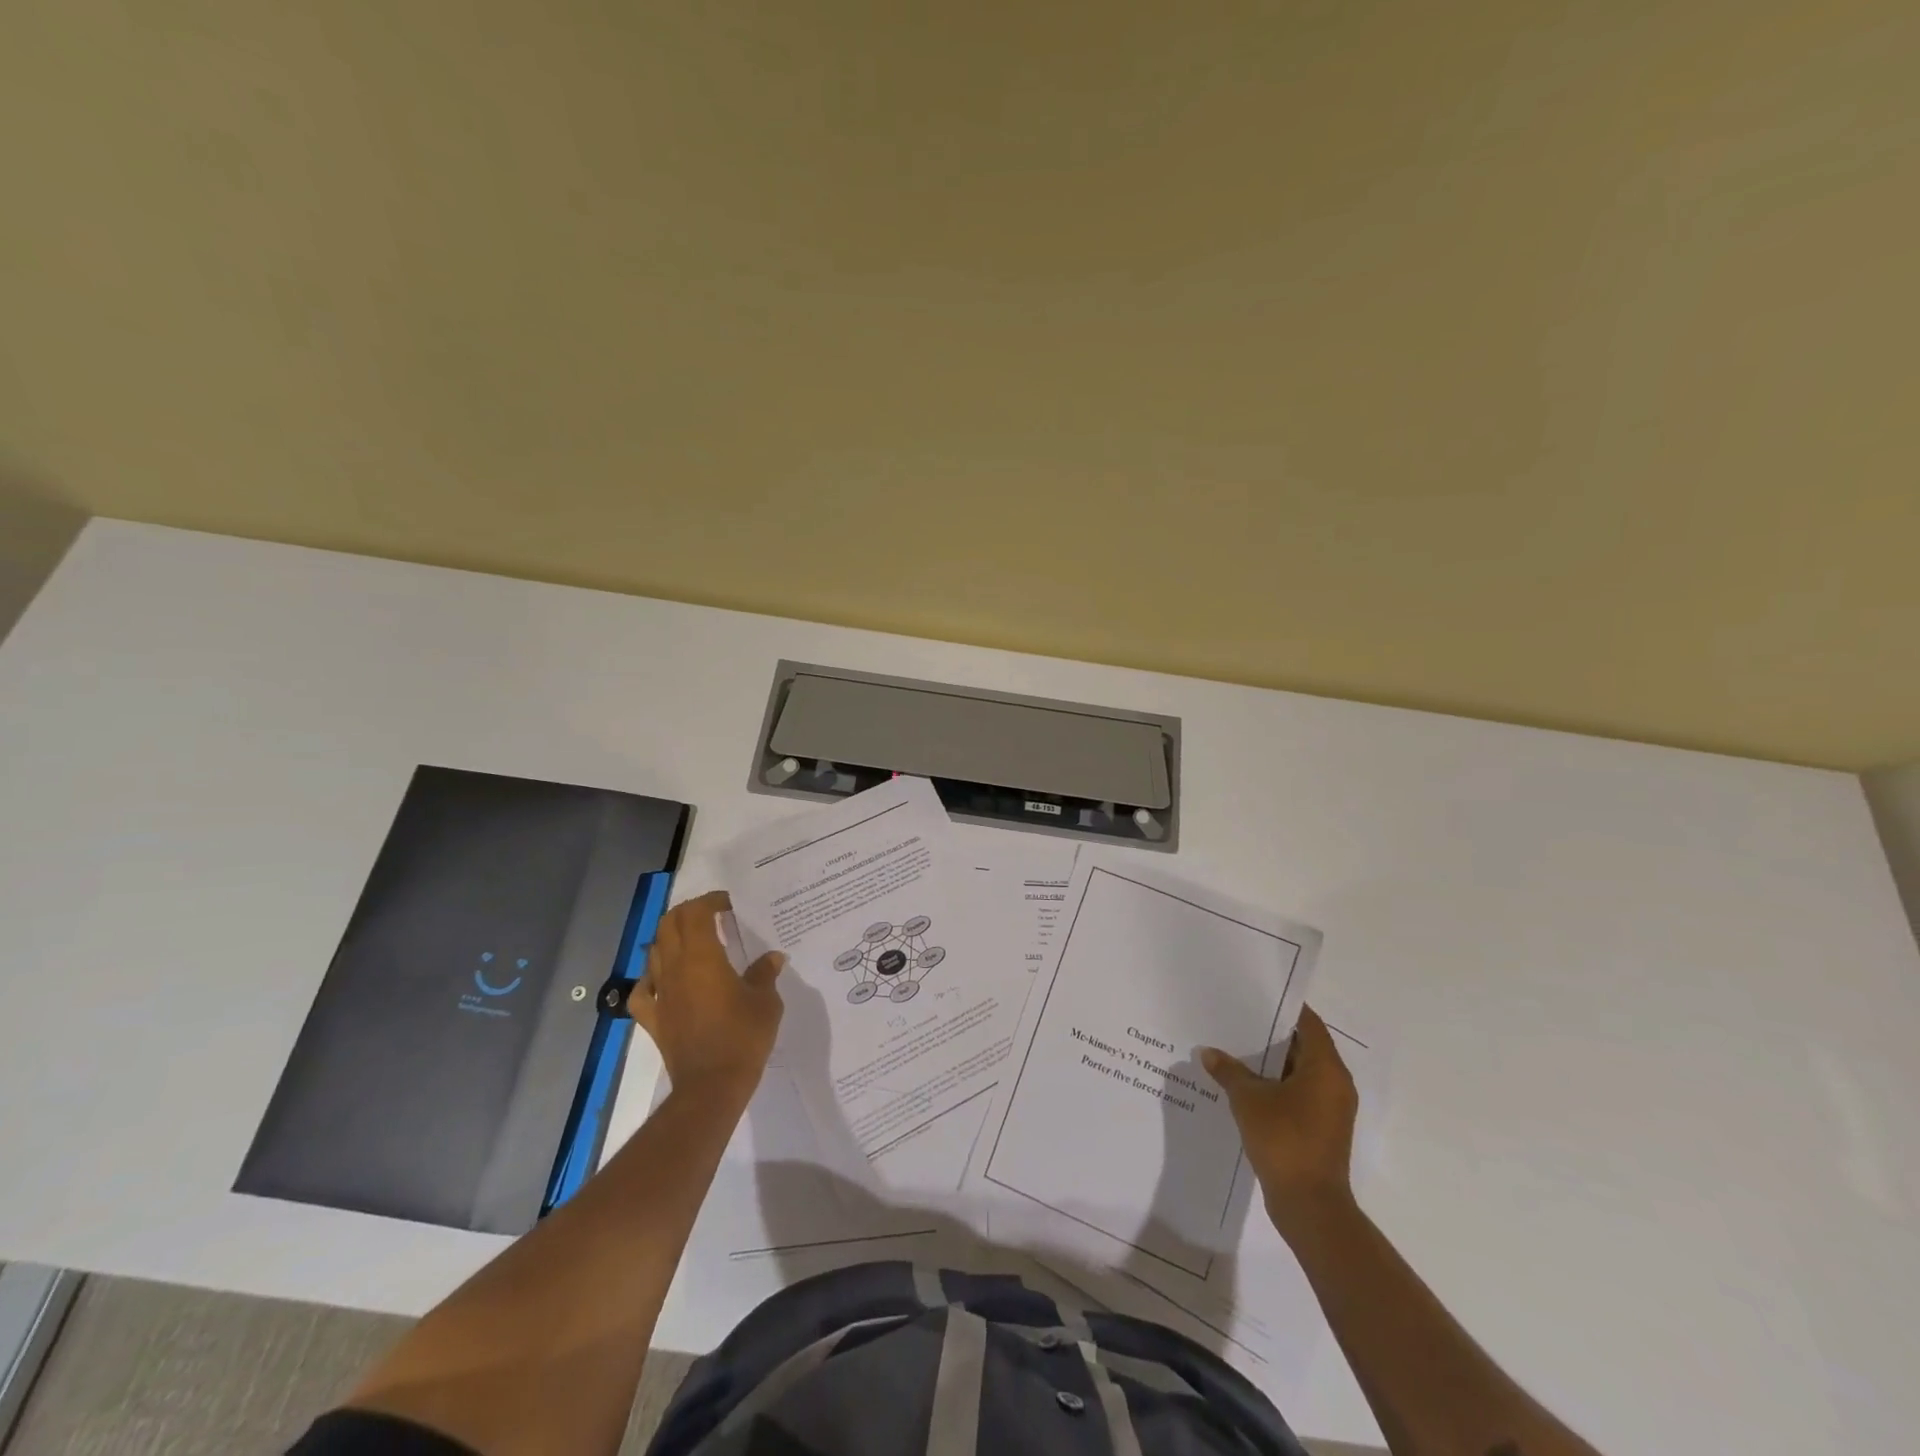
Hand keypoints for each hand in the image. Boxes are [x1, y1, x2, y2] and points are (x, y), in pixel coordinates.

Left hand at [628, 890, 784, 1106]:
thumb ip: (765, 974)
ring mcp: (660, 994)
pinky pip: (642, 991)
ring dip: (670, 939)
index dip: (710, 901)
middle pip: (670, 925)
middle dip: (688, 913)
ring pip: (654, 952)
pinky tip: (663, 981)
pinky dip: (650, 979)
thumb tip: (772, 958)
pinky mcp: (652, 1019)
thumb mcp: (766, 1001)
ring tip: (692, 942)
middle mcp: (675, 968)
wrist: (711, 1086)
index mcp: (702, 957)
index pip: (696, 913)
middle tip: (711, 915)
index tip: (728, 904)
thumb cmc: (743, 1036)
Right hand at [1201, 1006, 1357, 1240]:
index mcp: (1326, 1069)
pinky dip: (1275, 1086)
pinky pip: (1297, 1094)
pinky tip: (1243, 1085)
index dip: (1283, 1007)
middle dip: (1271, 1034)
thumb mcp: (1248, 1099)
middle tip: (1237, 1017)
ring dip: (1271, 1063)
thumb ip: (1229, 1071)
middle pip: (1304, 1046)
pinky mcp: (1321, 1129)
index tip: (1255, 994)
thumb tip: (1208, 1052)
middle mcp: (1335, 1084)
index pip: (1308, 1023)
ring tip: (1234, 1048)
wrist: (1309, 1205)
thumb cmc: (1284, 1139)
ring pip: (1299, 1072)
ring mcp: (1330, 1109)